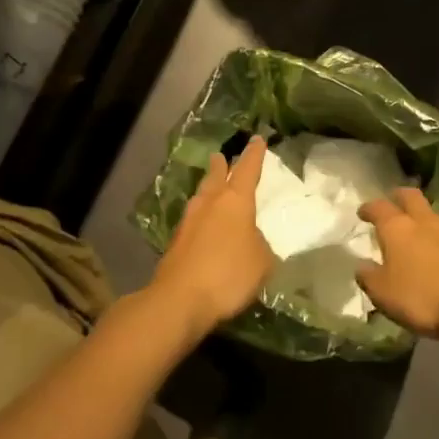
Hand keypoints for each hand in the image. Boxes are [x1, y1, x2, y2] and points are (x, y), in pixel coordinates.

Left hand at [151, 136, 273, 333]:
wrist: (180, 298)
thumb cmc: (229, 273)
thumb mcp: (262, 262)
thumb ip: (260, 245)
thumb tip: (250, 241)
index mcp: (235, 201)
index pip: (247, 169)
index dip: (254, 154)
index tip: (257, 139)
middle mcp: (210, 203)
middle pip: (216, 177)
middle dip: (221, 166)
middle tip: (221, 156)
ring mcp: (189, 221)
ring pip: (201, 196)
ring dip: (207, 188)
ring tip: (211, 185)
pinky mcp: (177, 242)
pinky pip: (193, 220)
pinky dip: (201, 216)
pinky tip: (203, 224)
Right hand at [356, 188, 438, 344]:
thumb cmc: (420, 297)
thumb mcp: (382, 293)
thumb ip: (368, 276)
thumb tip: (362, 266)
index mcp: (397, 227)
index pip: (379, 207)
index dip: (368, 208)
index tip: (362, 212)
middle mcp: (423, 221)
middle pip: (410, 196)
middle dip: (398, 197)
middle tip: (391, 204)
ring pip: (429, 213)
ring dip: (418, 216)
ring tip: (410, 230)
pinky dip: (433, 236)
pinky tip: (430, 251)